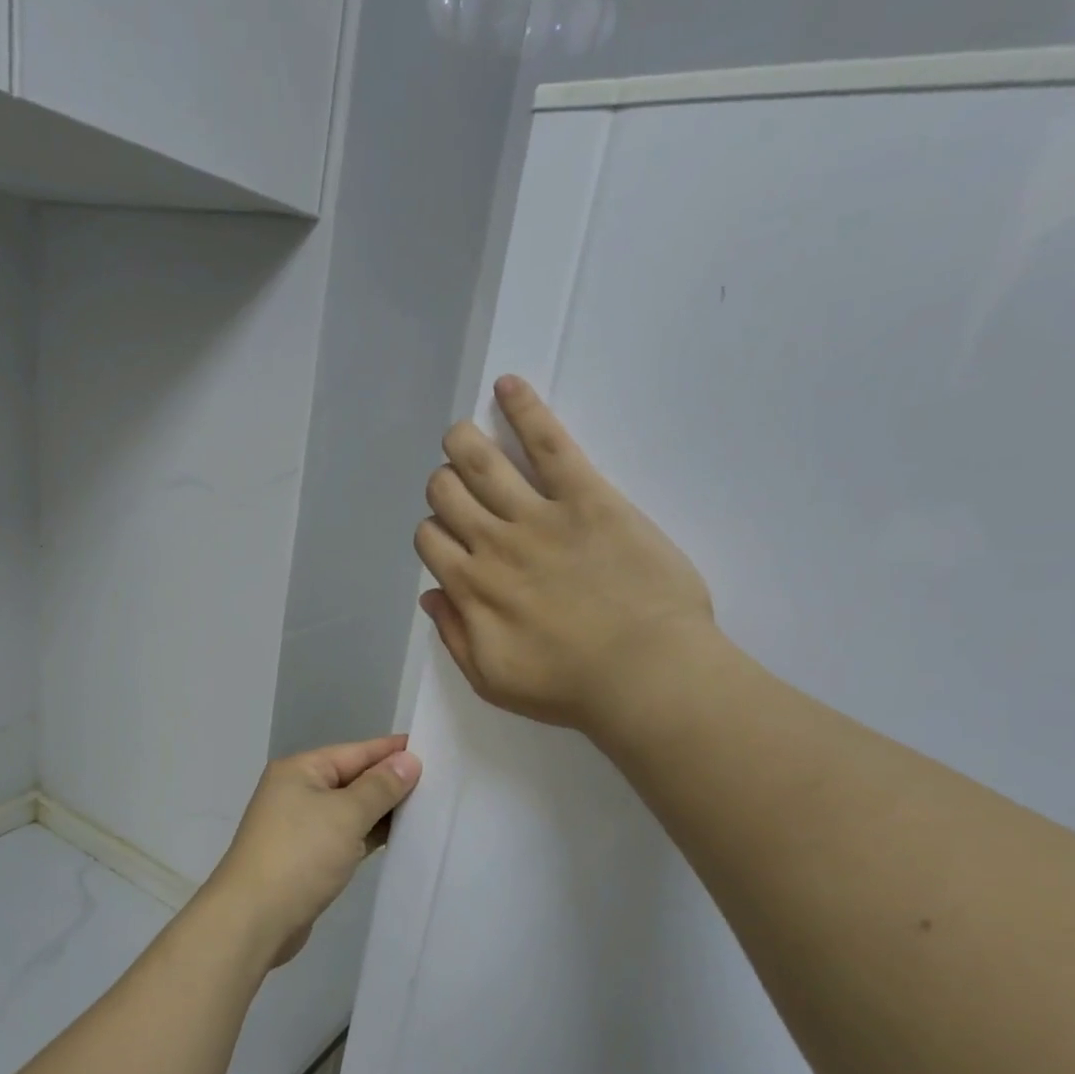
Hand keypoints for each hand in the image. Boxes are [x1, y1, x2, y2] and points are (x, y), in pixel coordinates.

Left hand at [202, 736, 421, 967]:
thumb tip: (408, 760)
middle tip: (440, 782)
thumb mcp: (346, 814)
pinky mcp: (306, 858)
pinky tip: (398, 838)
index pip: (356, 751)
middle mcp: (297, 791)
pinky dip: (368, 835)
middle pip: (353, 779)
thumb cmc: (300, 856)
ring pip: (350, 809)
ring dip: (382, 811)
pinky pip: (345, 835)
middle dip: (391, 781)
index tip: (432, 747)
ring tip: (427, 808)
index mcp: (300, 770)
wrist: (252, 920)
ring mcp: (300, 826)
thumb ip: (380, 787)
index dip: (393, 750)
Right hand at [415, 376, 716, 736]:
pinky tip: (508, 385)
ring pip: (479, 461)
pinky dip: (523, 409)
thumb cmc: (570, 688)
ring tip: (461, 435)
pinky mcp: (585, 496)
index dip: (433, 532)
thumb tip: (431, 595)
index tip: (451, 540)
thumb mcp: (492, 680)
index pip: (429, 539)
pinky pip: (547, 442)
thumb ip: (454, 636)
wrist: (645, 674)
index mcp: (471, 589)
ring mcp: (537, 515)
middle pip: (445, 494)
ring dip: (462, 442)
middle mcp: (492, 544)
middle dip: (443, 486)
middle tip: (462, 492)